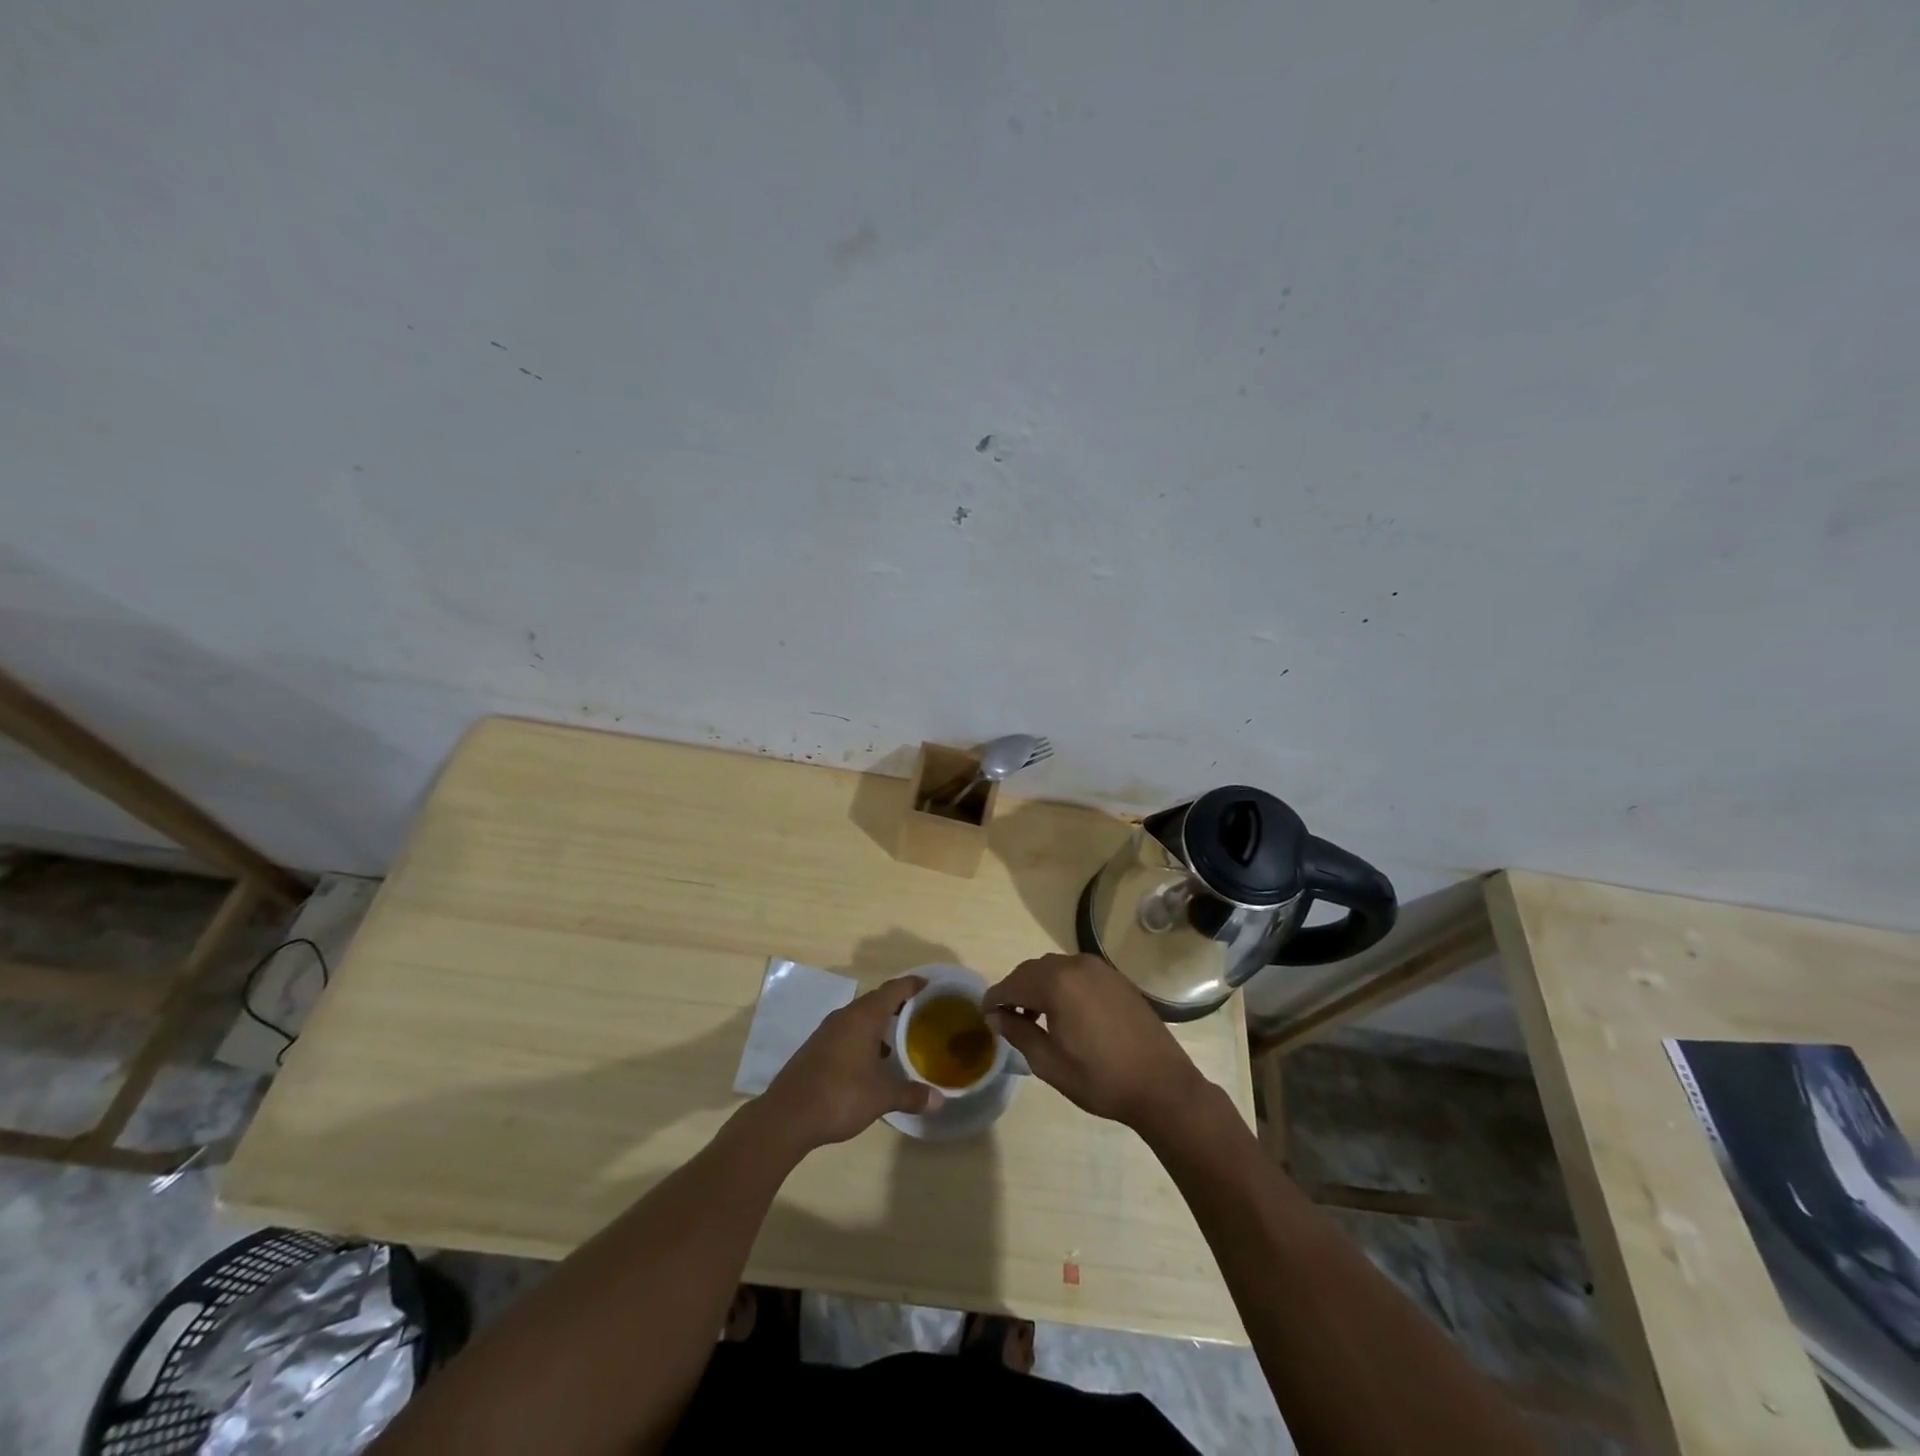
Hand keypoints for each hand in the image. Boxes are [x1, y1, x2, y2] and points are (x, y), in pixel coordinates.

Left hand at [757, 975, 940, 1151]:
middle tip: (922, 1012)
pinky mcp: (816, 1048)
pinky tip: (873, 1060)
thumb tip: (939, 1100)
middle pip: (876, 1000)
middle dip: (898, 1004)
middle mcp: (845, 1016)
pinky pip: (847, 1032)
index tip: (931, 985)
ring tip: (901, 1037)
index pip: (893, 989)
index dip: (913, 985)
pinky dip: (864, 1037)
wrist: (787, 1116)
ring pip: (860, 1017)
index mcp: (863, 1017)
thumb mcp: (882, 1097)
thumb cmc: (840, 1096)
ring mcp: (827, 1031)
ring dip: (880, 1022)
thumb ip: (911, 1095)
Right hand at [984, 953, 1210, 1137]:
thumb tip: (995, 1016)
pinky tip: (1064, 1011)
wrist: (1161, 1085)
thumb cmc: (1100, 1079)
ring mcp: (1100, 968)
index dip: (994, 998)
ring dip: (1038, 986)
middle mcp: (1077, 965)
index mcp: (1057, 984)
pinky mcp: (1116, 978)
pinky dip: (1062, 984)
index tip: (984, 1014)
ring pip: (1055, 968)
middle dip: (1015, 990)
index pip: (1013, 983)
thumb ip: (1018, 1032)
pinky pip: (1077, 972)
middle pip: (1033, 970)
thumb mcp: (1049, 1063)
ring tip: (1034, 1016)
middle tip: (1006, 1017)